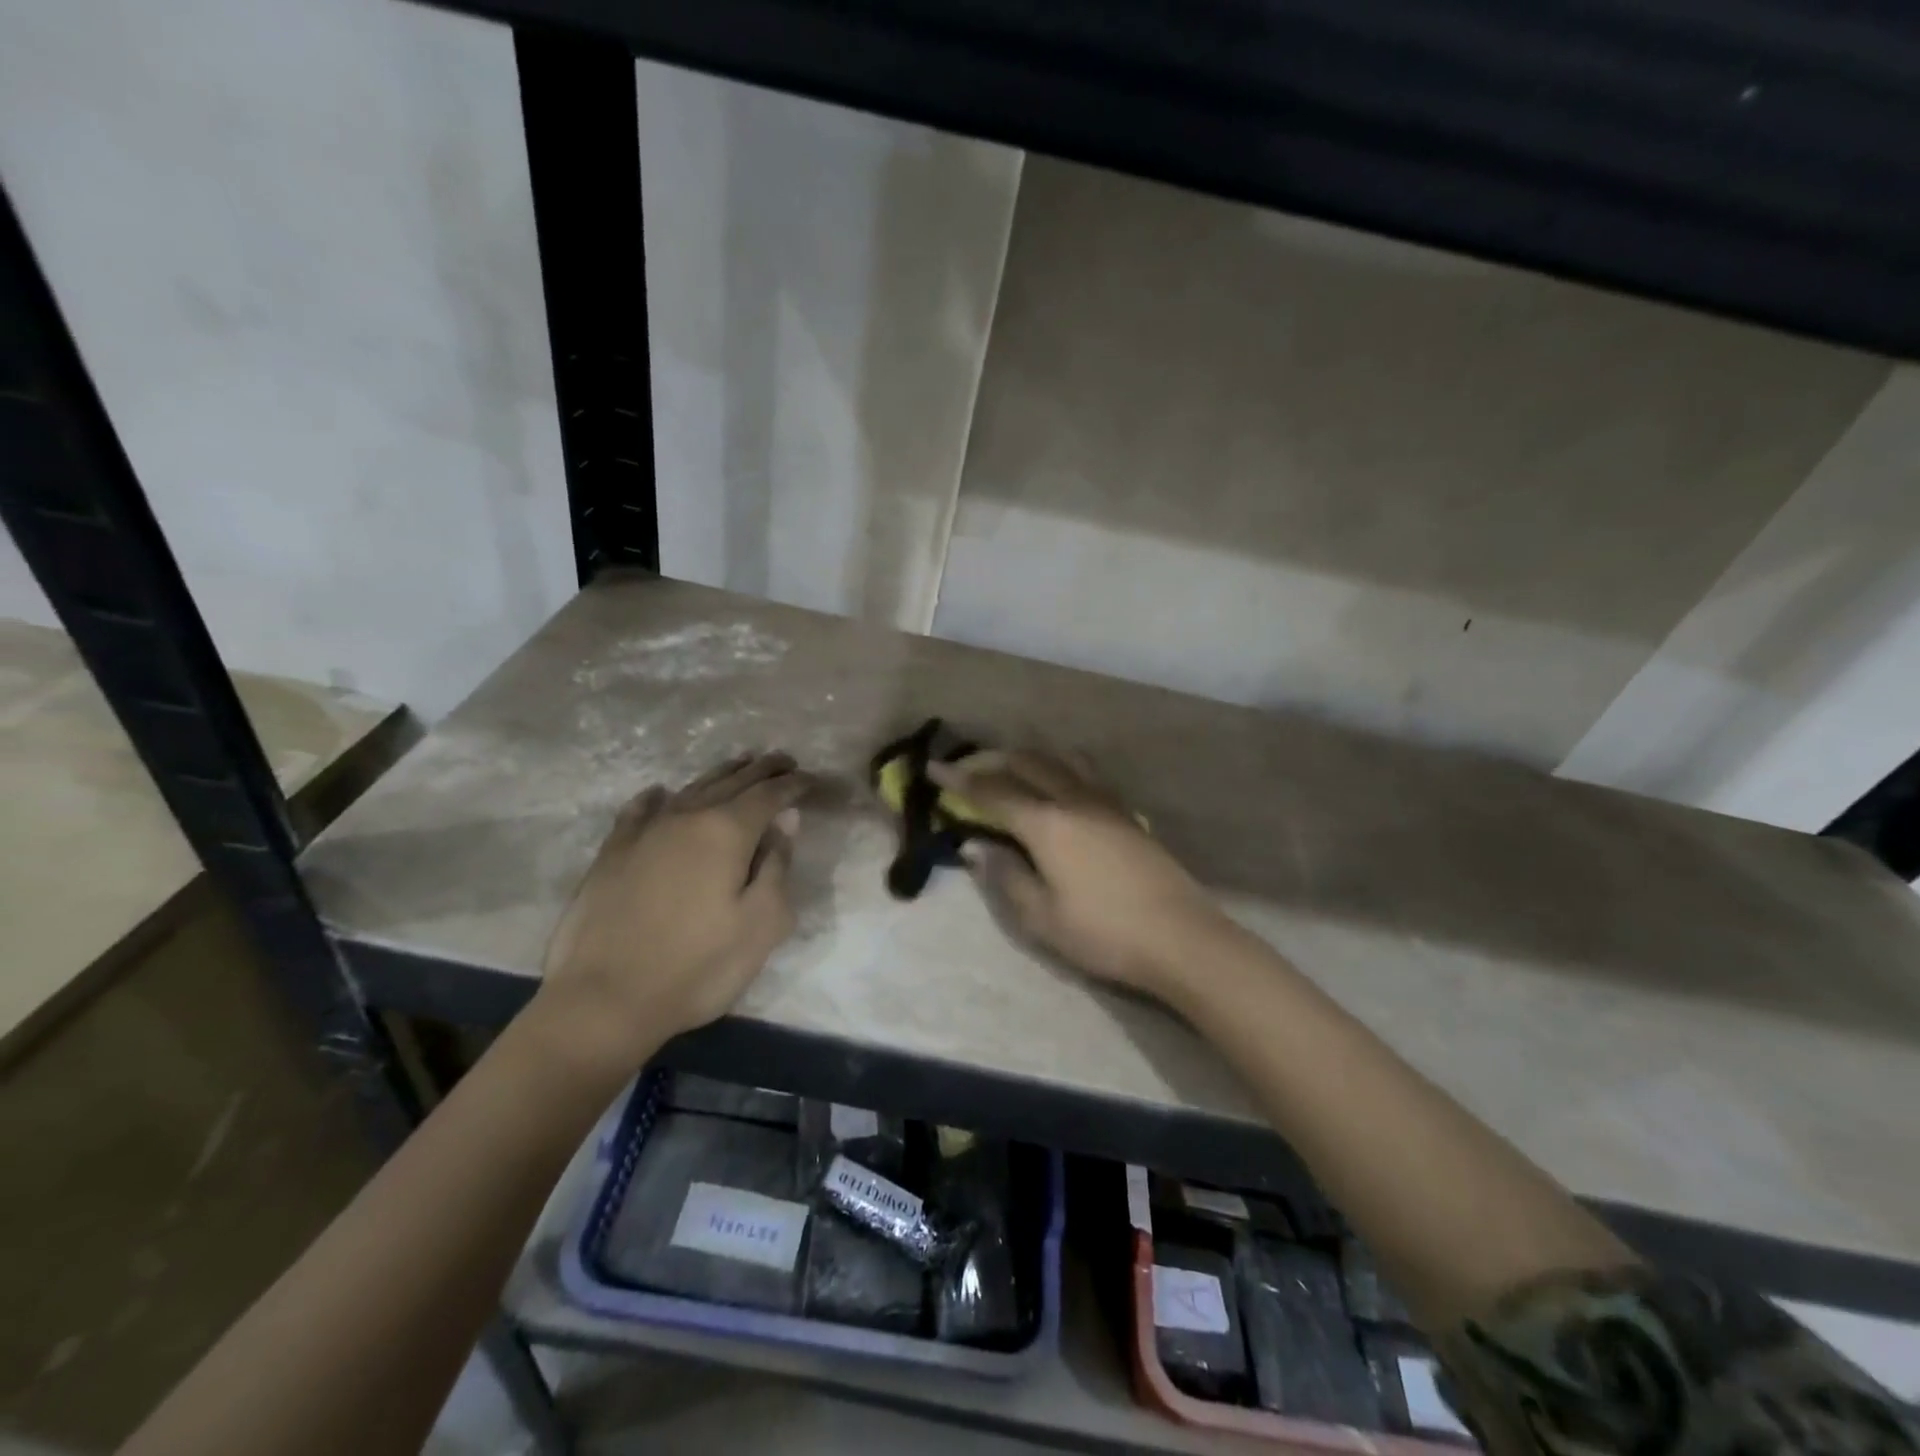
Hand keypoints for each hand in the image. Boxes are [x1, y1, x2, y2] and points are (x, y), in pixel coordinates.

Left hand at [536, 753, 808, 1064]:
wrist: (605, 999)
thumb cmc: (698, 966)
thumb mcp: (761, 924)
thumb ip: (778, 866)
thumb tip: (786, 821)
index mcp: (727, 832)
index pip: (769, 795)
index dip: (793, 784)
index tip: (811, 779)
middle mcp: (687, 817)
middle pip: (732, 781)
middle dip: (762, 769)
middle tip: (784, 760)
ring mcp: (645, 831)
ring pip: (691, 789)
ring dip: (721, 774)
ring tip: (740, 765)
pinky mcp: (613, 852)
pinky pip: (640, 810)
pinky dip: (658, 797)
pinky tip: (660, 793)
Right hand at [928, 751, 1230, 999]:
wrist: (1180, 937)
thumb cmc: (1103, 933)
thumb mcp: (1040, 917)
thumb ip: (1004, 876)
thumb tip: (974, 845)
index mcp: (1046, 823)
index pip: (992, 791)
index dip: (959, 780)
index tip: (933, 768)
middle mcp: (1073, 800)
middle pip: (1026, 764)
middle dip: (992, 761)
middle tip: (967, 769)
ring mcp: (1105, 802)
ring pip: (1060, 761)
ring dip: (1029, 758)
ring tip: (1012, 767)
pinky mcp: (1127, 813)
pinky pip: (1085, 773)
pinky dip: (1060, 767)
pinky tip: (1061, 783)